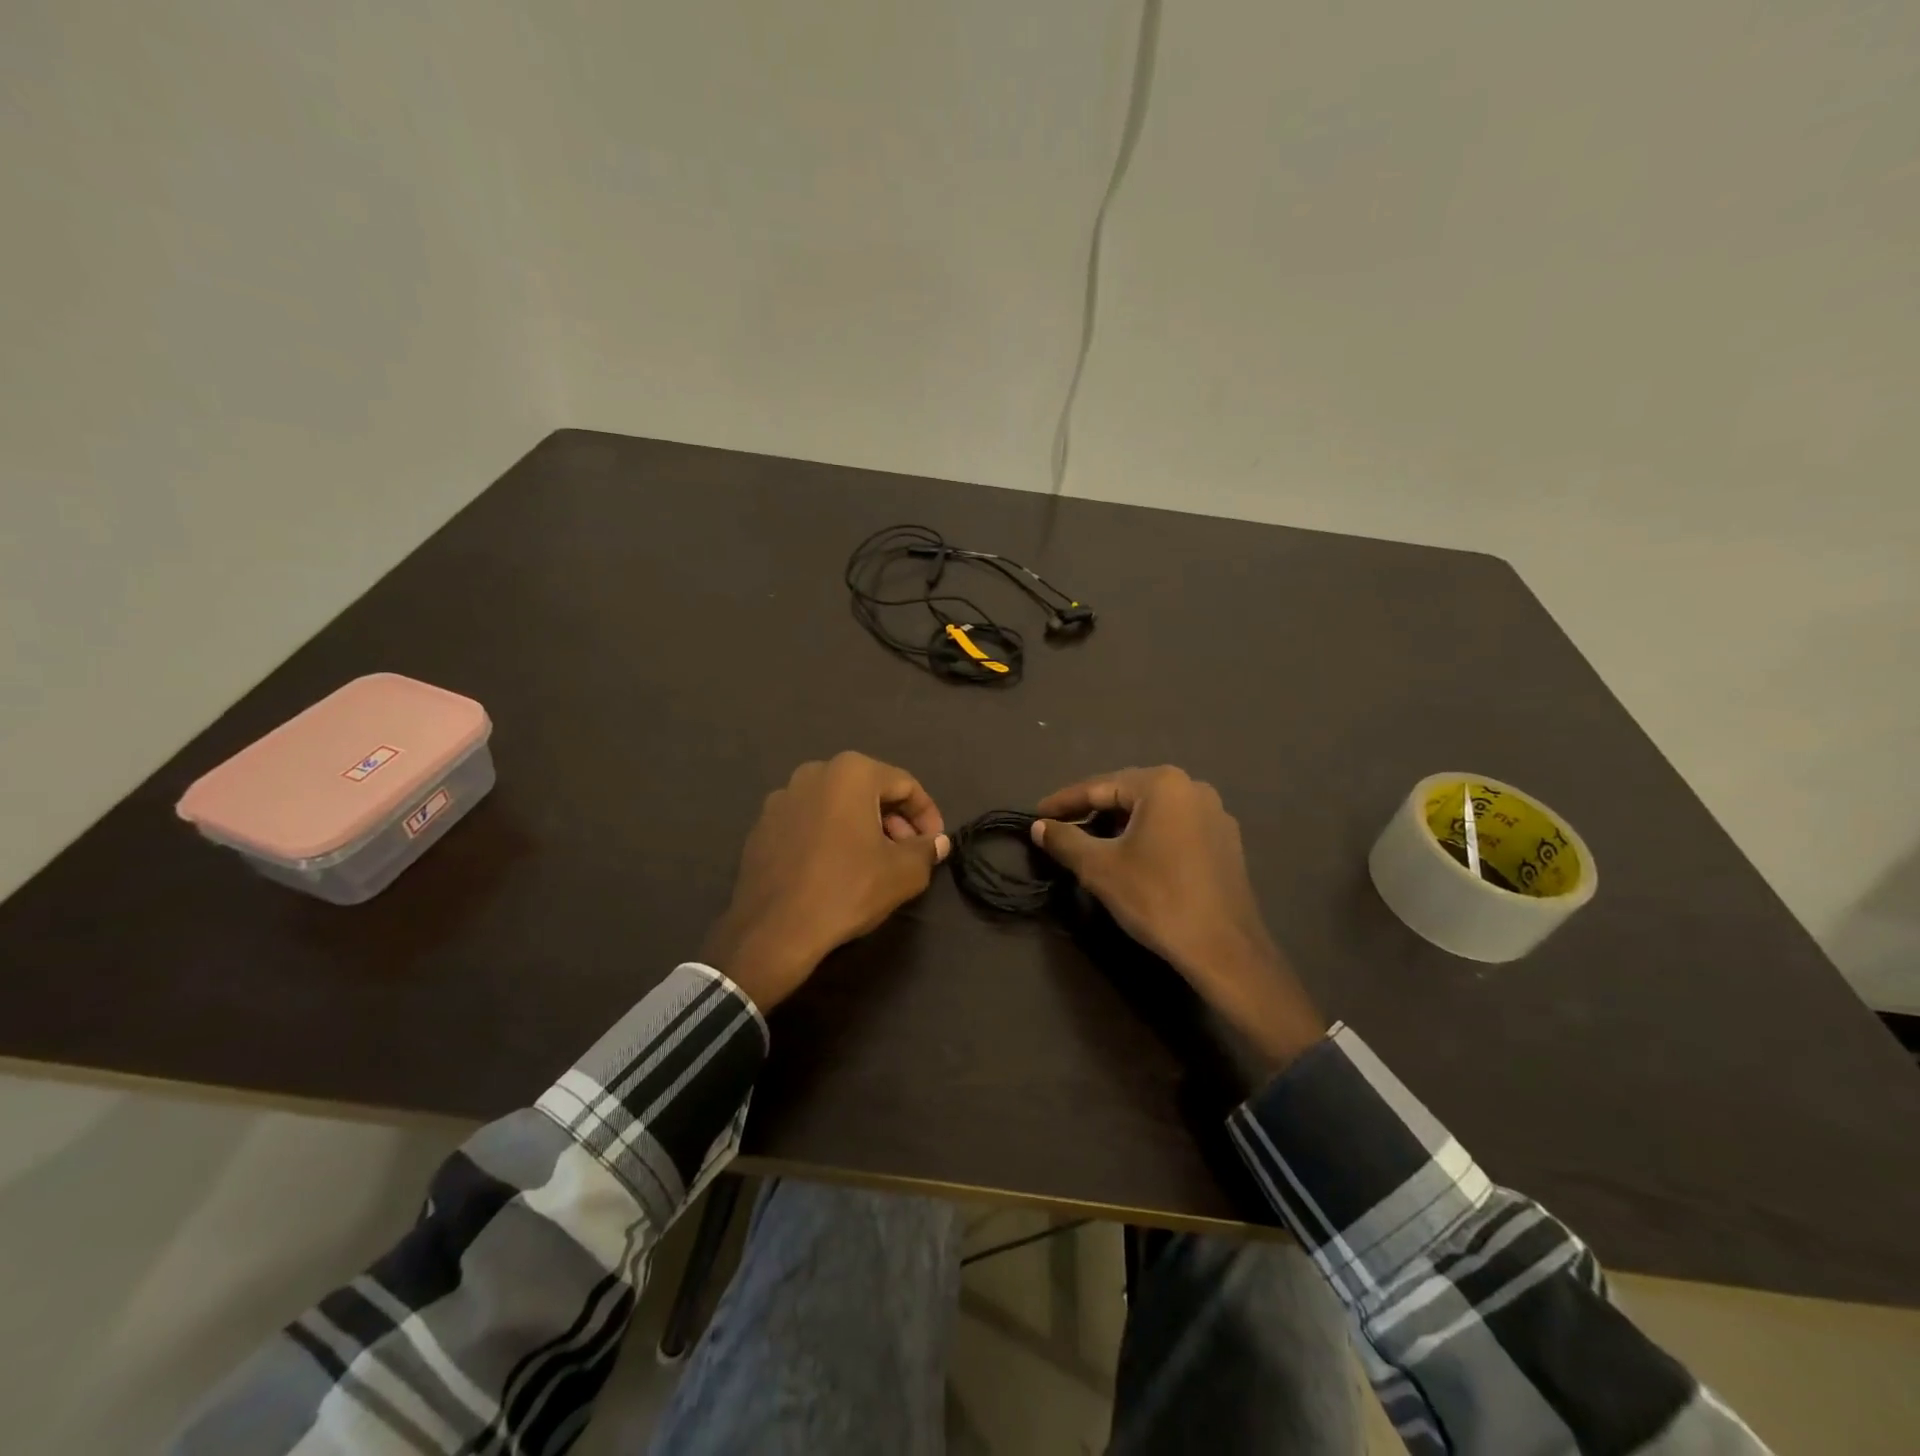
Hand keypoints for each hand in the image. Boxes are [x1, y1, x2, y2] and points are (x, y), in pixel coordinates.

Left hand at [703, 752, 949, 1012]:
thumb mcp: (904, 873)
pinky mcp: (762, 826)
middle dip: (894, 820)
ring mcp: (782, 798)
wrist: (774, 931)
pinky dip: (829, 837)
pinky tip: (835, 869)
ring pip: (837, 805)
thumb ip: (926, 850)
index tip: (934, 844)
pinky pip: (809, 822)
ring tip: (874, 863)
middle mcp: (813, 773)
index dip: (927, 815)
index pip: (905, 785)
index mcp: (851, 772)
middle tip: (907, 853)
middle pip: (869, 790)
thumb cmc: (847, 890)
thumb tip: (937, 842)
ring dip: (861, 827)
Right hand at [1031, 767, 1323, 1072]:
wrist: (1223, 948)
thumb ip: (1065, 840)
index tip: (1036, 814)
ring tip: (1091, 841)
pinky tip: (1133, 855)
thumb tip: (1039, 827)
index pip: (1099, 787)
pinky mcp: (1225, 840)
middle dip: (1091, 810)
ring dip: (1119, 823)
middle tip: (1060, 826)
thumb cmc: (1156, 899)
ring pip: (1152, 810)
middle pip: (1128, 793)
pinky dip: (1147, 835)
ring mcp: (1214, 813)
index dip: (1063, 802)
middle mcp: (1192, 787)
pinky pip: (1175, 827)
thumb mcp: (1100, 868)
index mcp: (1162, 784)